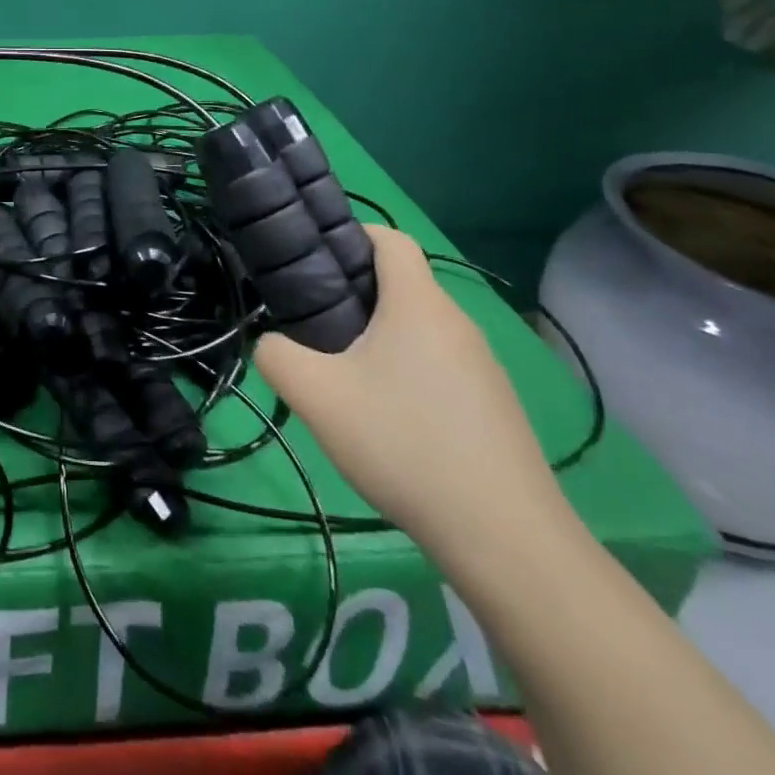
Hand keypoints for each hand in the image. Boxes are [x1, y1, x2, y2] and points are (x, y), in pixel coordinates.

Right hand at [253, 225, 566, 556]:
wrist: (504, 538)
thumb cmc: (403, 444)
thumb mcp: (316, 396)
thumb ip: (275, 355)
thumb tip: (269, 343)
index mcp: (418, 303)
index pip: (389, 238)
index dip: (350, 236)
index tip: (312, 263)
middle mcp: (456, 322)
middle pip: (401, 284)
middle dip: (354, 294)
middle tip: (314, 327)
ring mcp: (483, 366)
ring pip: (419, 328)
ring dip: (380, 338)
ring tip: (346, 378)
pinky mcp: (494, 405)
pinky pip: (440, 365)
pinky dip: (409, 372)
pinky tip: (390, 420)